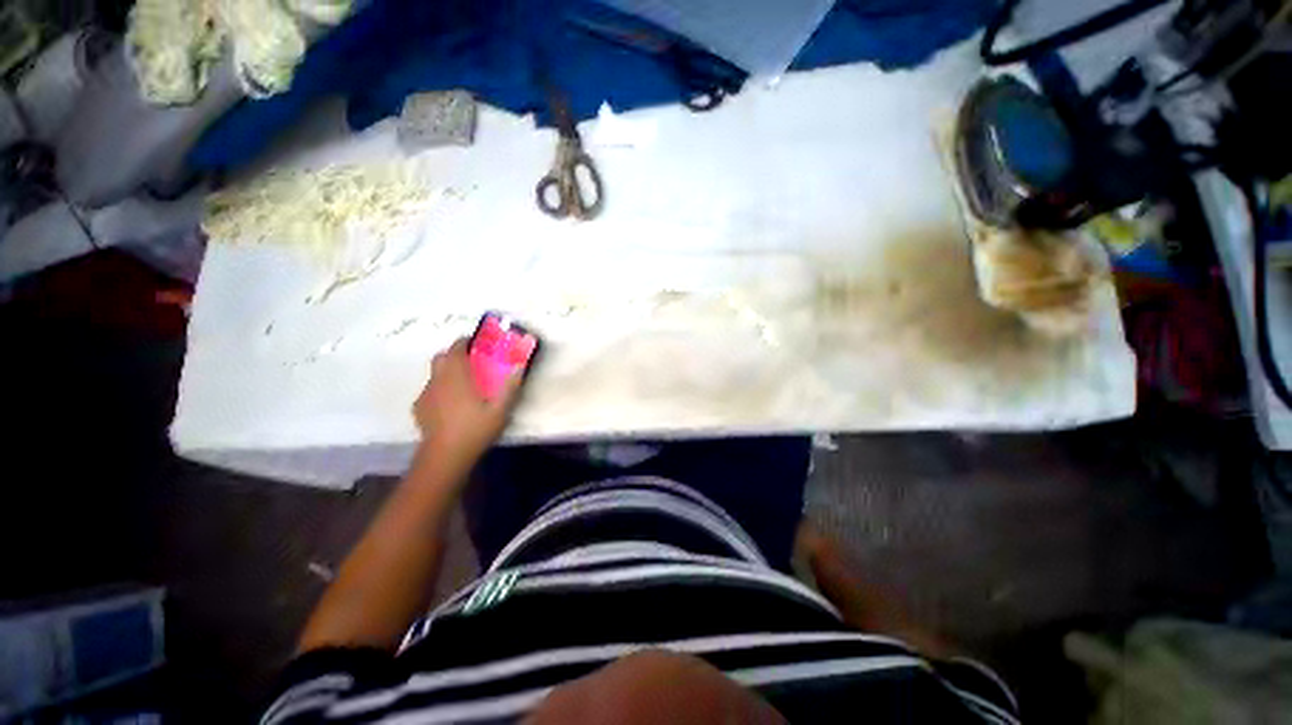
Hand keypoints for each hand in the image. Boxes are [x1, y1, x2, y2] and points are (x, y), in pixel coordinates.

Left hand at [413, 338, 522, 473]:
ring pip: (434, 374)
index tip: (475, 342)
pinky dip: (440, 389)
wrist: (445, 457)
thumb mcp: (500, 409)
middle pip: (440, 357)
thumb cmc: (475, 430)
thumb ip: (510, 386)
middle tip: (471, 362)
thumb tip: (520, 365)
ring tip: (463, 385)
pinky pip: (430, 390)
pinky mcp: (419, 408)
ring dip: (447, 372)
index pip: (455, 349)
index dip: (464, 342)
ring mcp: (425, 395)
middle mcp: (437, 381)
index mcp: (456, 377)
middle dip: (454, 354)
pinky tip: (450, 403)